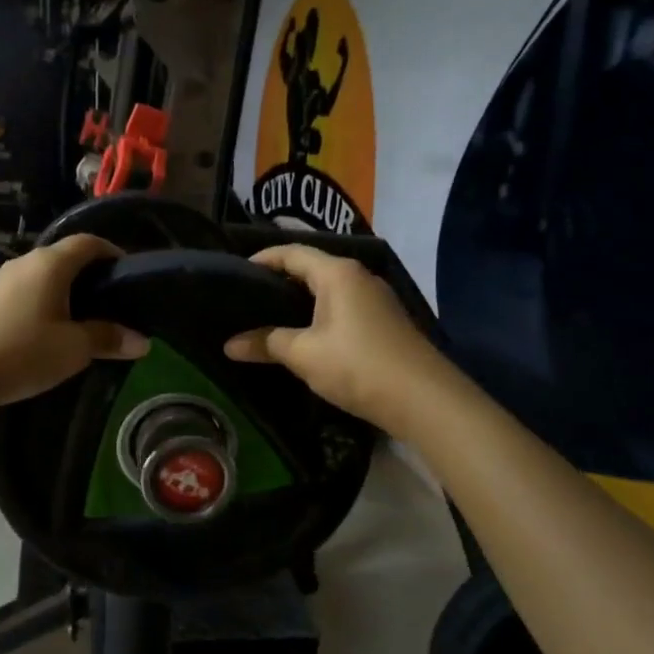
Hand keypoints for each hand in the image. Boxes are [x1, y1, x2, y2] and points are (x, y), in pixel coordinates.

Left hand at [0, 234, 148, 408]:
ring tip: (85, 318)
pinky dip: (45, 301)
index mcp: (50, 263)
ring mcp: (2, 281)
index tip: (128, 274)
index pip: (88, 242)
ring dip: (66, 290)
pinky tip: (50, 329)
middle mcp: (25, 263)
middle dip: (91, 274)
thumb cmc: (23, 352)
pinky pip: (27, 290)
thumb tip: (142, 341)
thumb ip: (108, 339)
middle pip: (65, 257)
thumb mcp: (74, 349)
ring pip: (44, 275)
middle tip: (112, 301)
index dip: (112, 252)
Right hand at [224, 244, 434, 429]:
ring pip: (327, 289)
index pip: (291, 252)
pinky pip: (342, 306)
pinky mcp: (384, 322)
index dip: (261, 258)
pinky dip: (318, 313)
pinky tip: (303, 334)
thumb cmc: (357, 365)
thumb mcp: (303, 355)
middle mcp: (358, 277)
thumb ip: (265, 343)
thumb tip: (229, 345)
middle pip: (310, 267)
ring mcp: (375, 299)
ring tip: (268, 316)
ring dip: (299, 299)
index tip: (234, 272)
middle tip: (245, 297)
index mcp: (337, 273)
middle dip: (278, 279)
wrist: (424, 400)